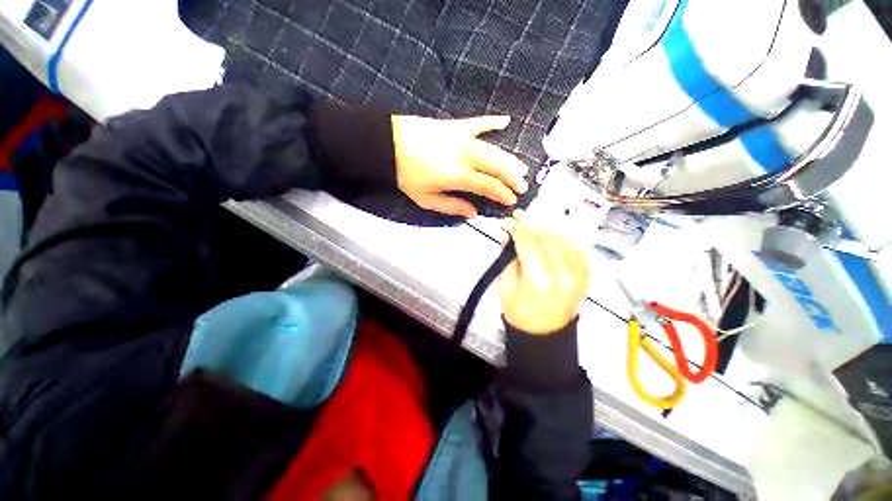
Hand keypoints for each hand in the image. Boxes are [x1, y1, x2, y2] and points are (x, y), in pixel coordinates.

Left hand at [392, 115, 528, 217]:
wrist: (388, 144)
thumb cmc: (406, 175)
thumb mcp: (426, 199)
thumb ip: (452, 206)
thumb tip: (473, 213)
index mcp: (458, 175)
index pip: (489, 185)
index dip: (503, 193)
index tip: (512, 200)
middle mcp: (466, 155)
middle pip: (497, 166)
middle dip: (512, 177)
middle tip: (523, 185)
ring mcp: (462, 137)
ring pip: (493, 148)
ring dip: (509, 159)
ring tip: (520, 167)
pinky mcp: (455, 125)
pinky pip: (479, 122)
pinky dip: (492, 122)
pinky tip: (506, 121)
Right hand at [498, 213, 589, 334]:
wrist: (544, 333)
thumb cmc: (519, 312)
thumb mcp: (505, 286)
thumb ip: (507, 259)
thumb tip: (508, 236)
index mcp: (540, 280)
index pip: (529, 243)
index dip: (517, 228)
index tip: (507, 221)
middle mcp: (564, 274)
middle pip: (547, 238)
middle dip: (531, 225)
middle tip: (519, 218)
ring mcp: (580, 274)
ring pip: (563, 239)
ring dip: (547, 229)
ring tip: (533, 224)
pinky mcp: (586, 274)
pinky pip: (577, 247)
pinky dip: (564, 237)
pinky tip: (553, 234)